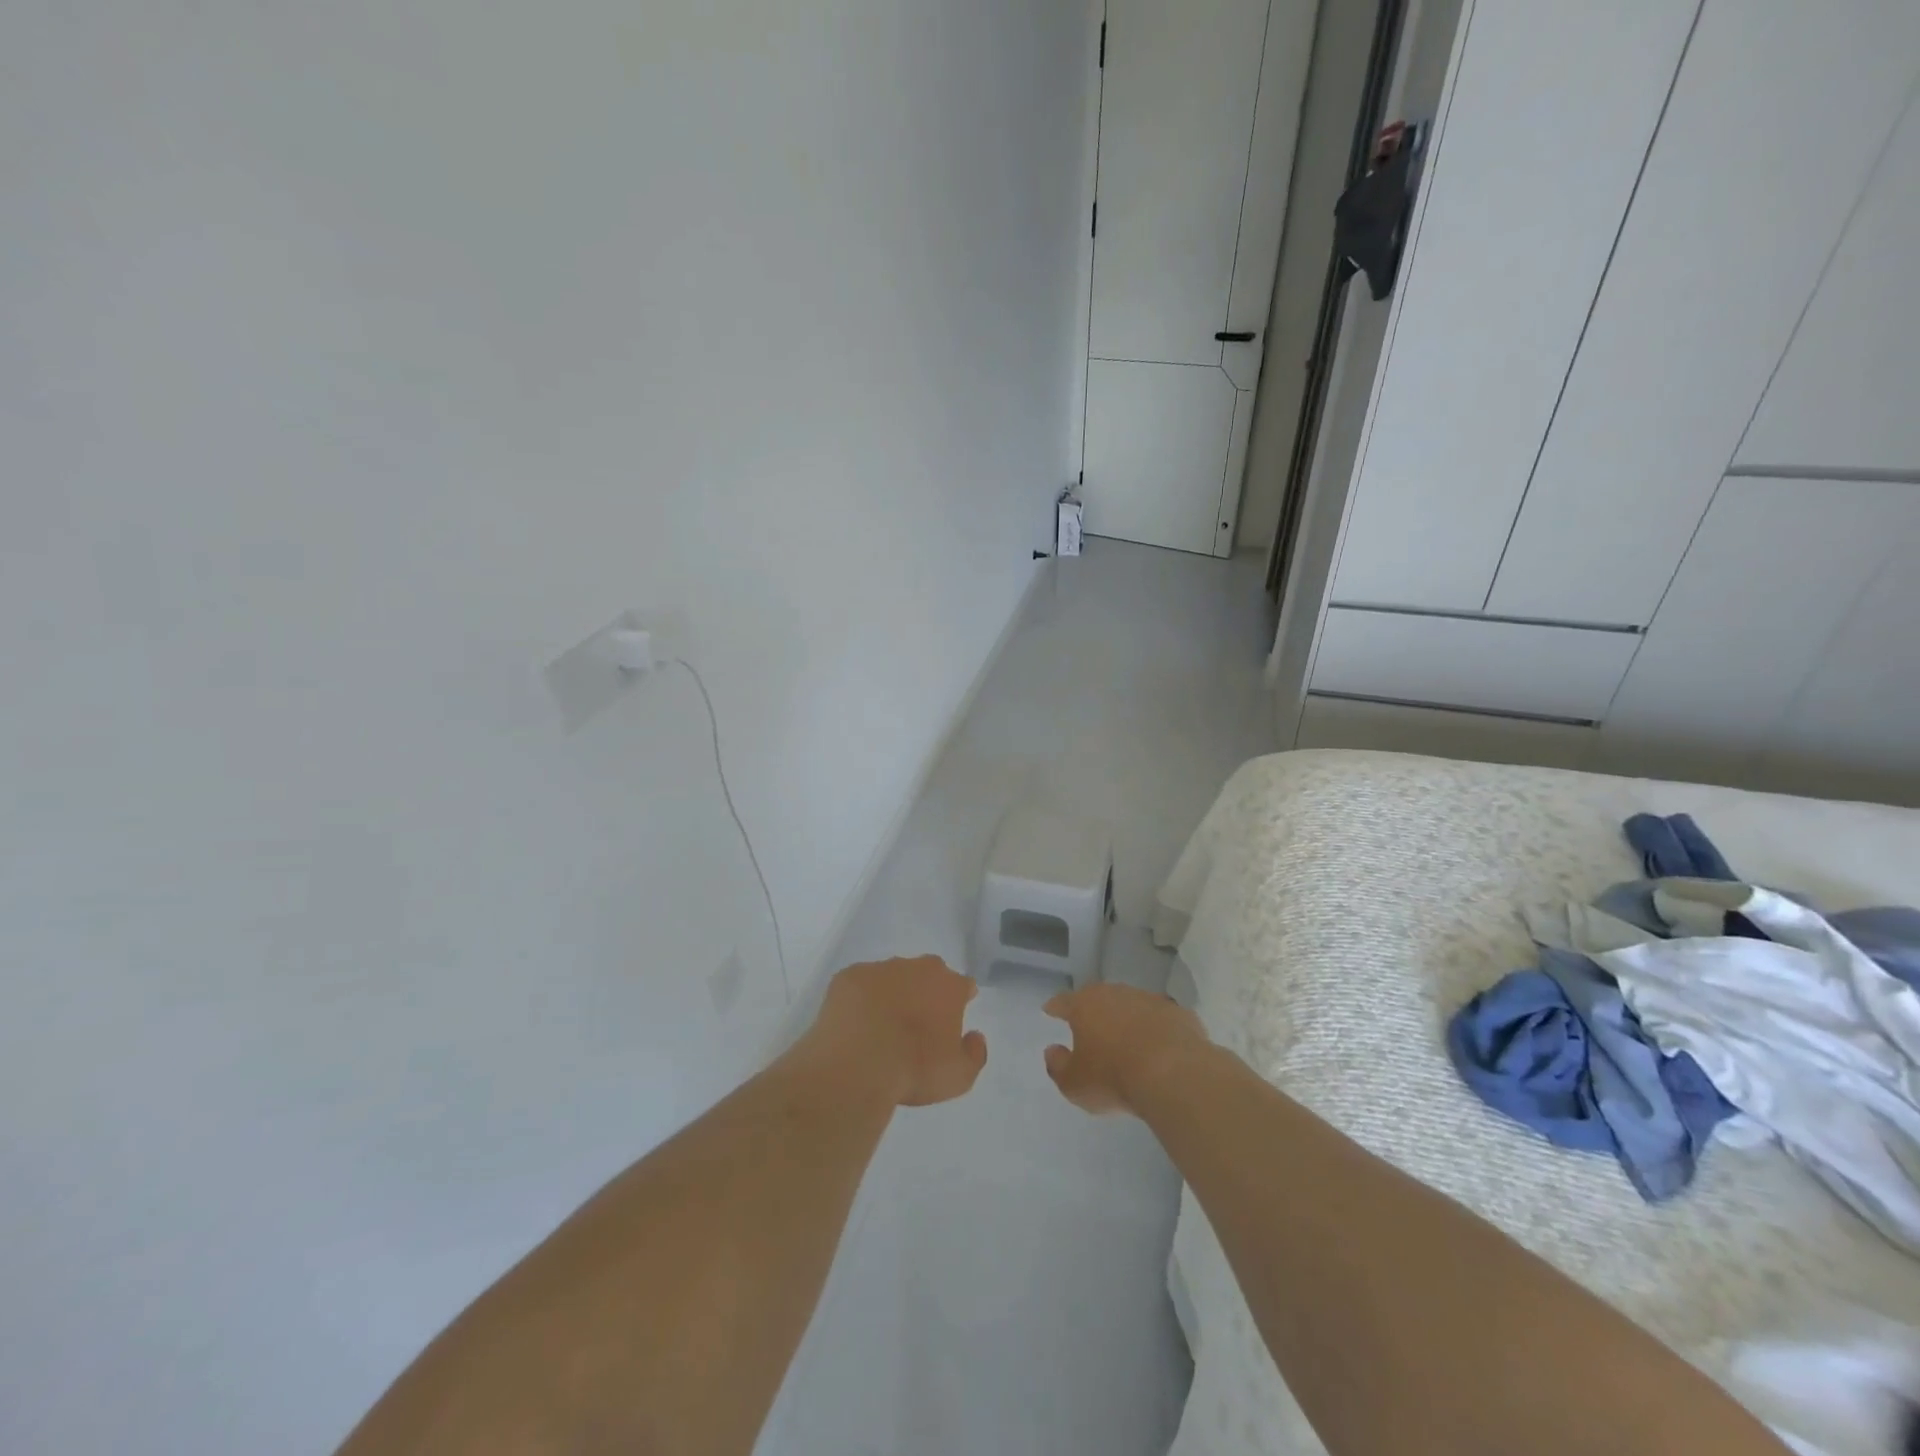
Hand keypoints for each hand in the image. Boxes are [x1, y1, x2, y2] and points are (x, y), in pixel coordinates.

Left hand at [802, 956, 987, 1106]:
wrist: (857, 1065)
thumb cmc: (914, 1069)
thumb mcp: (959, 1077)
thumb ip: (974, 1054)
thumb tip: (974, 1036)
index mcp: (948, 986)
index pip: (963, 985)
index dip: (960, 999)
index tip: (952, 1017)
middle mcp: (917, 968)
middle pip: (928, 973)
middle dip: (926, 991)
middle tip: (917, 1022)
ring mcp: (880, 969)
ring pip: (892, 976)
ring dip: (891, 993)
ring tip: (881, 1026)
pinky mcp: (848, 977)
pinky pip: (859, 984)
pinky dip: (860, 999)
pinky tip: (855, 1024)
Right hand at [1043, 984, 1209, 1116]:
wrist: (1174, 1074)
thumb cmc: (1113, 1078)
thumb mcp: (1074, 1084)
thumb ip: (1058, 1066)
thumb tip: (1052, 1051)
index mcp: (1085, 1005)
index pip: (1064, 1001)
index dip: (1056, 1007)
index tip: (1050, 1010)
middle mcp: (1115, 994)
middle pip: (1099, 998)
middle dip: (1093, 1010)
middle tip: (1090, 1025)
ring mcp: (1150, 1000)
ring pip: (1132, 1006)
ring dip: (1127, 1019)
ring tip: (1127, 1040)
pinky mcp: (1179, 1014)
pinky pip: (1161, 1020)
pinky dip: (1156, 1030)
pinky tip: (1159, 1049)